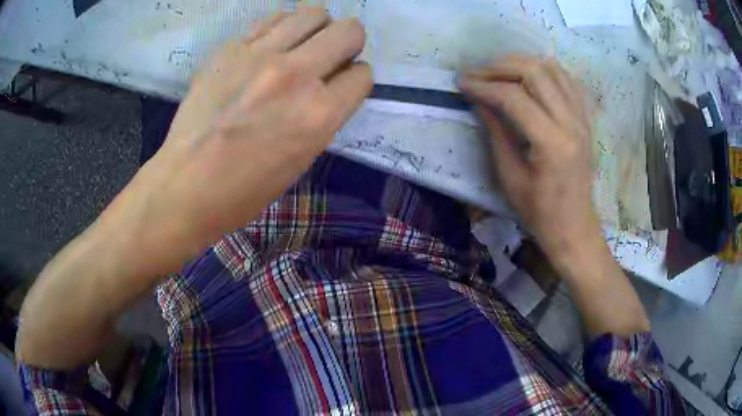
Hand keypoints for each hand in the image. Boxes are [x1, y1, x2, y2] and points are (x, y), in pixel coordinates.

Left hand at [106, 9, 372, 273]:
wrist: (186, 184)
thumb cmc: (246, 188)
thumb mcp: (301, 159)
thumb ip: (324, 115)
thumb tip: (331, 84)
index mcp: (319, 114)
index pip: (362, 74)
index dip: (354, 80)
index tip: (340, 86)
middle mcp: (297, 75)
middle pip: (349, 31)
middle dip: (348, 44)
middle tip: (328, 58)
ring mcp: (260, 55)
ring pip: (313, 13)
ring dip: (317, 29)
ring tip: (301, 45)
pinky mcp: (231, 48)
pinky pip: (273, 19)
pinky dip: (281, 28)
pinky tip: (270, 46)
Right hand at [459, 56, 597, 264]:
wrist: (574, 226)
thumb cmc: (540, 212)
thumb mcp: (510, 176)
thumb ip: (496, 132)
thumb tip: (478, 99)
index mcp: (552, 143)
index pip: (514, 98)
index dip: (483, 86)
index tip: (462, 84)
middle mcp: (571, 123)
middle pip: (535, 72)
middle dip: (500, 67)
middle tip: (477, 72)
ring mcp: (582, 118)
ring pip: (552, 69)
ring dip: (521, 62)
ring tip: (498, 70)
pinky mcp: (585, 118)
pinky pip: (566, 80)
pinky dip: (544, 70)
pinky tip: (527, 75)